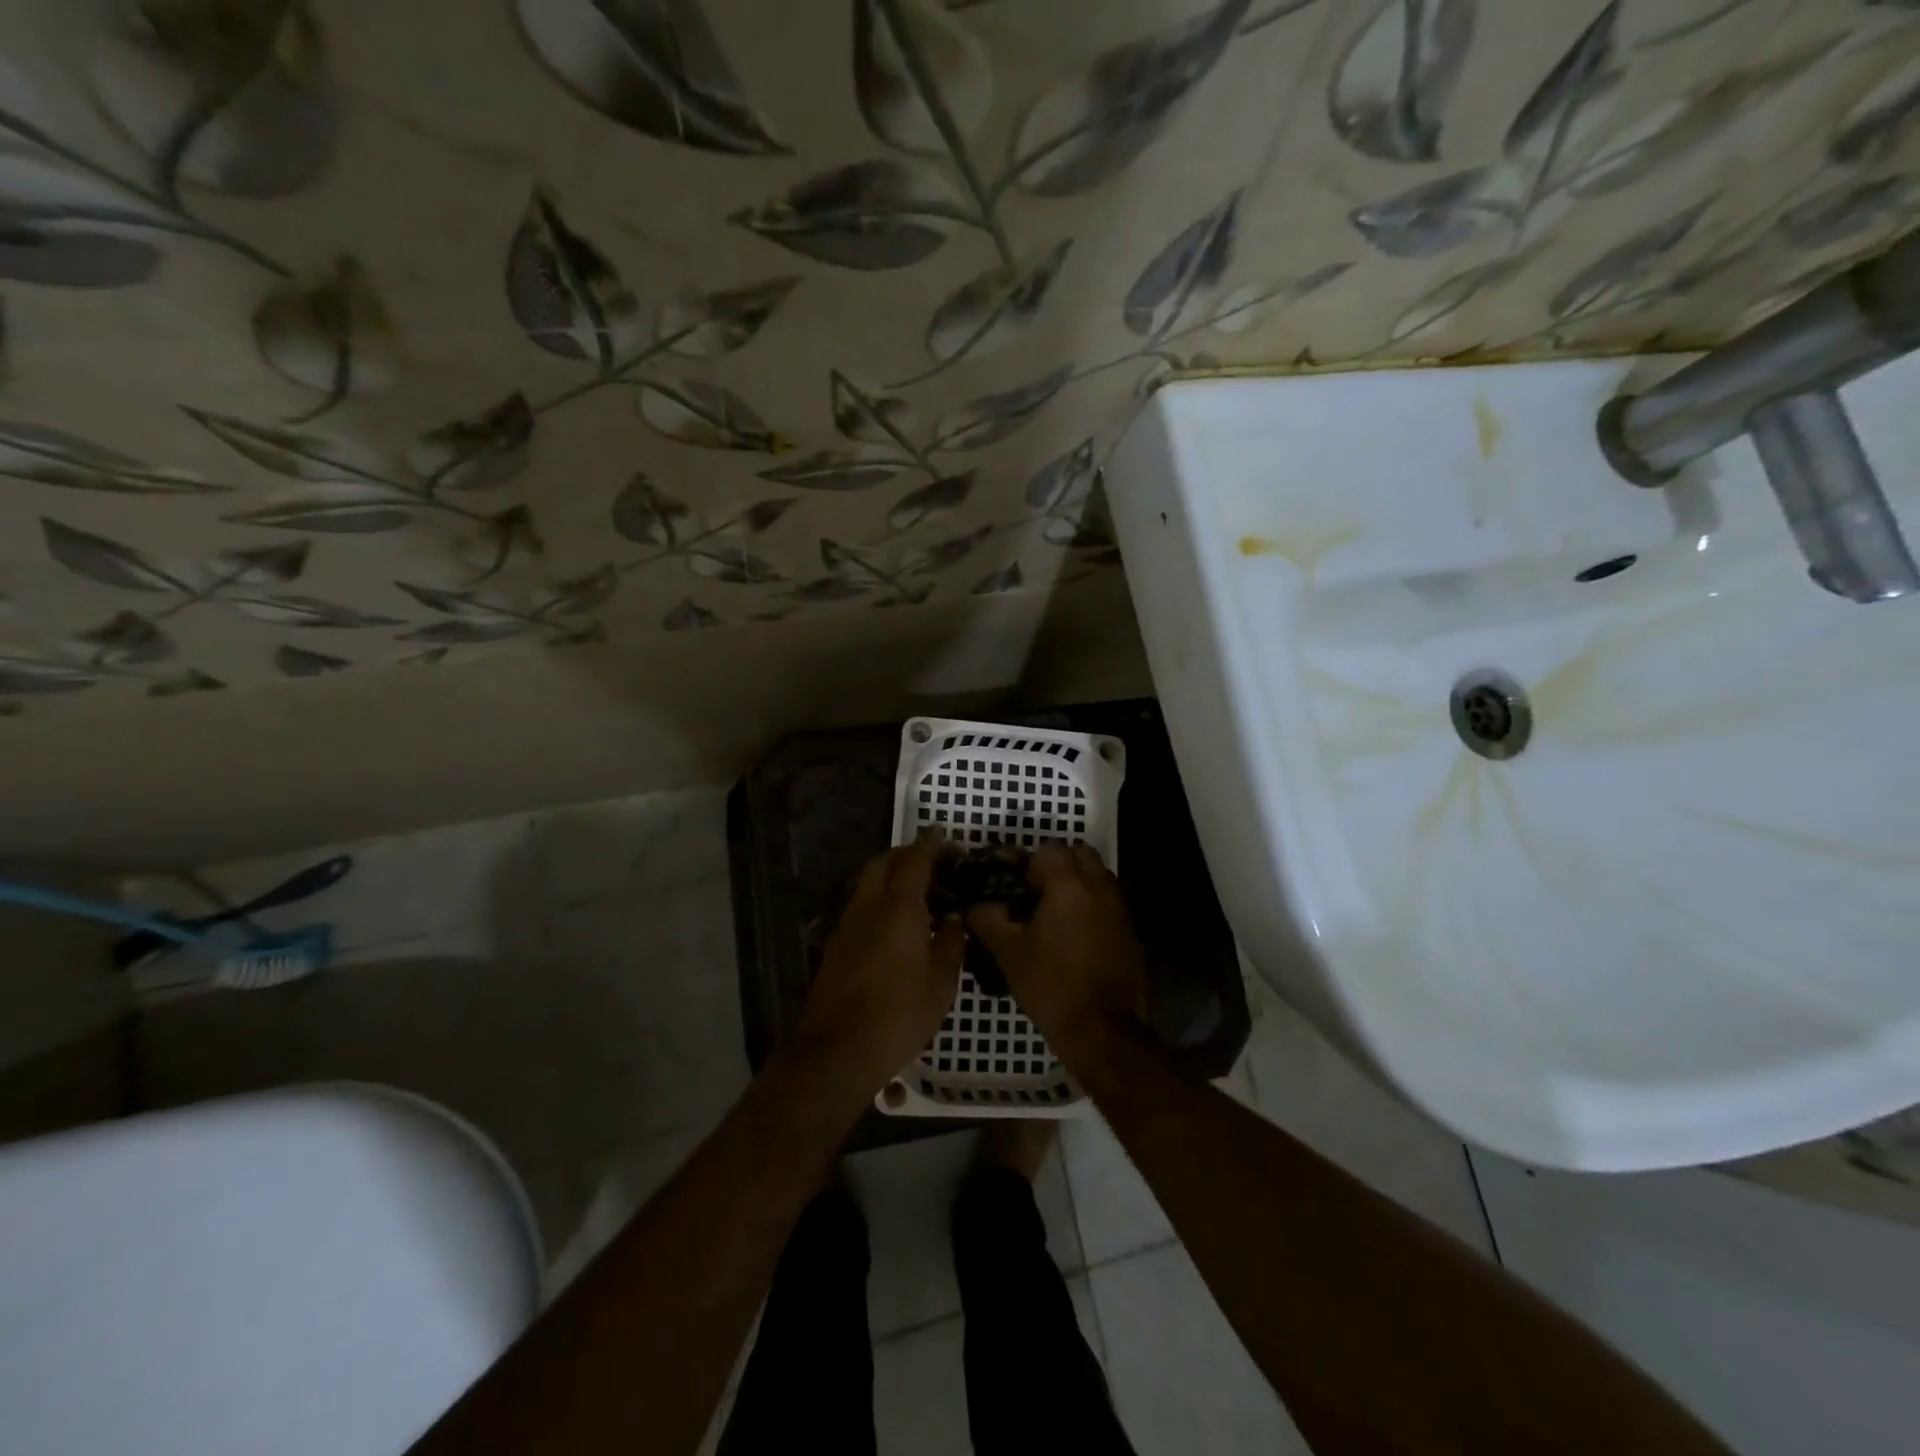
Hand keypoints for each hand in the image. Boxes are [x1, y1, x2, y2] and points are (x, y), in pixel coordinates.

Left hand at [795, 835, 964, 1095]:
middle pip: (884, 862)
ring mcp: (848, 923)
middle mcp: (869, 906)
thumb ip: (950, 942)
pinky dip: (880, 896)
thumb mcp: (941, 984)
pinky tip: (897, 920)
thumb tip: (952, 918)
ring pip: (868, 881)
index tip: (950, 842)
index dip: (933, 845)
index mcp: (898, 908)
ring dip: (891, 874)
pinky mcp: (837, 943)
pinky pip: (861, 904)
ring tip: (919, 890)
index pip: (915, 860)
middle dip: (908, 854)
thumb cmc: (899, 1016)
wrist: (838, 1050)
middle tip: (935, 862)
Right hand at [967, 843, 1147, 1057]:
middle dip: (1057, 865)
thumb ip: (987, 919)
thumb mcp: (1008, 953)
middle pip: (1080, 854)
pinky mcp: (1131, 932)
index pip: (1049, 849)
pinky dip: (1092, 907)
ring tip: (1054, 915)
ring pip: (1098, 877)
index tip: (1015, 887)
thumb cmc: (1052, 986)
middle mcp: (1100, 888)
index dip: (1028, 862)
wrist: (1104, 1030)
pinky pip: (1109, 903)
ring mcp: (1121, 910)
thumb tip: (976, 905)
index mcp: (1069, 886)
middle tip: (1035, 893)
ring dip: (1077, 884)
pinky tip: (1074, 938)